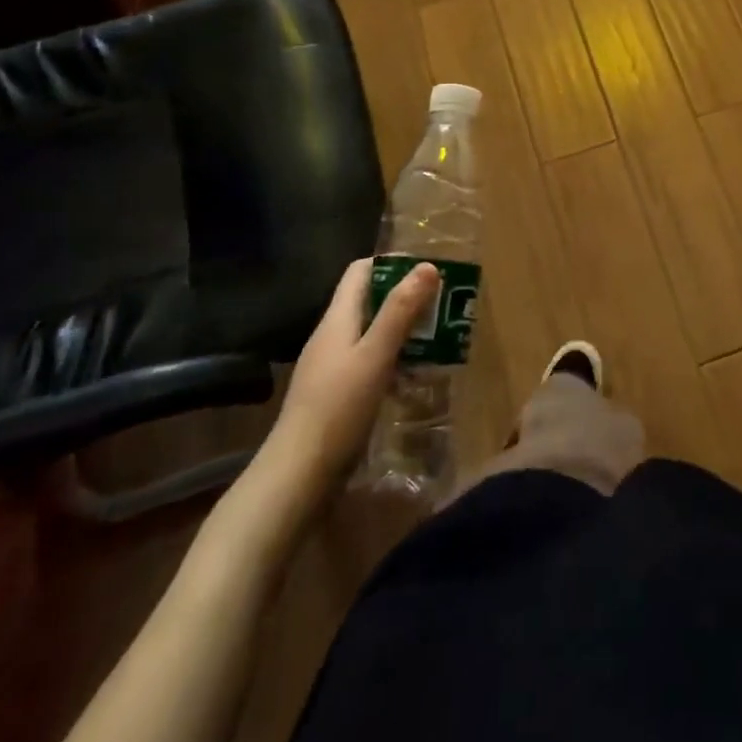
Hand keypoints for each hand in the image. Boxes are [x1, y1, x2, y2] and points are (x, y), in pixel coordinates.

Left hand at [265, 257, 441, 504]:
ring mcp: (333, 367)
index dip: (393, 264)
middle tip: (445, 305)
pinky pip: (371, 363)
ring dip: (405, 331)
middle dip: (407, 299)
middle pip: (371, 301)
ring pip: (373, 334)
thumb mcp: (375, 355)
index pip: (361, 271)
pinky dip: (395, 360)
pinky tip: (416, 376)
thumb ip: (400, 311)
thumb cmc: (337, 408)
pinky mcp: (338, 396)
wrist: (296, 477)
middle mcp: (333, 336)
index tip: (429, 270)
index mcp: (338, 319)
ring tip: (441, 338)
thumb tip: (427, 265)